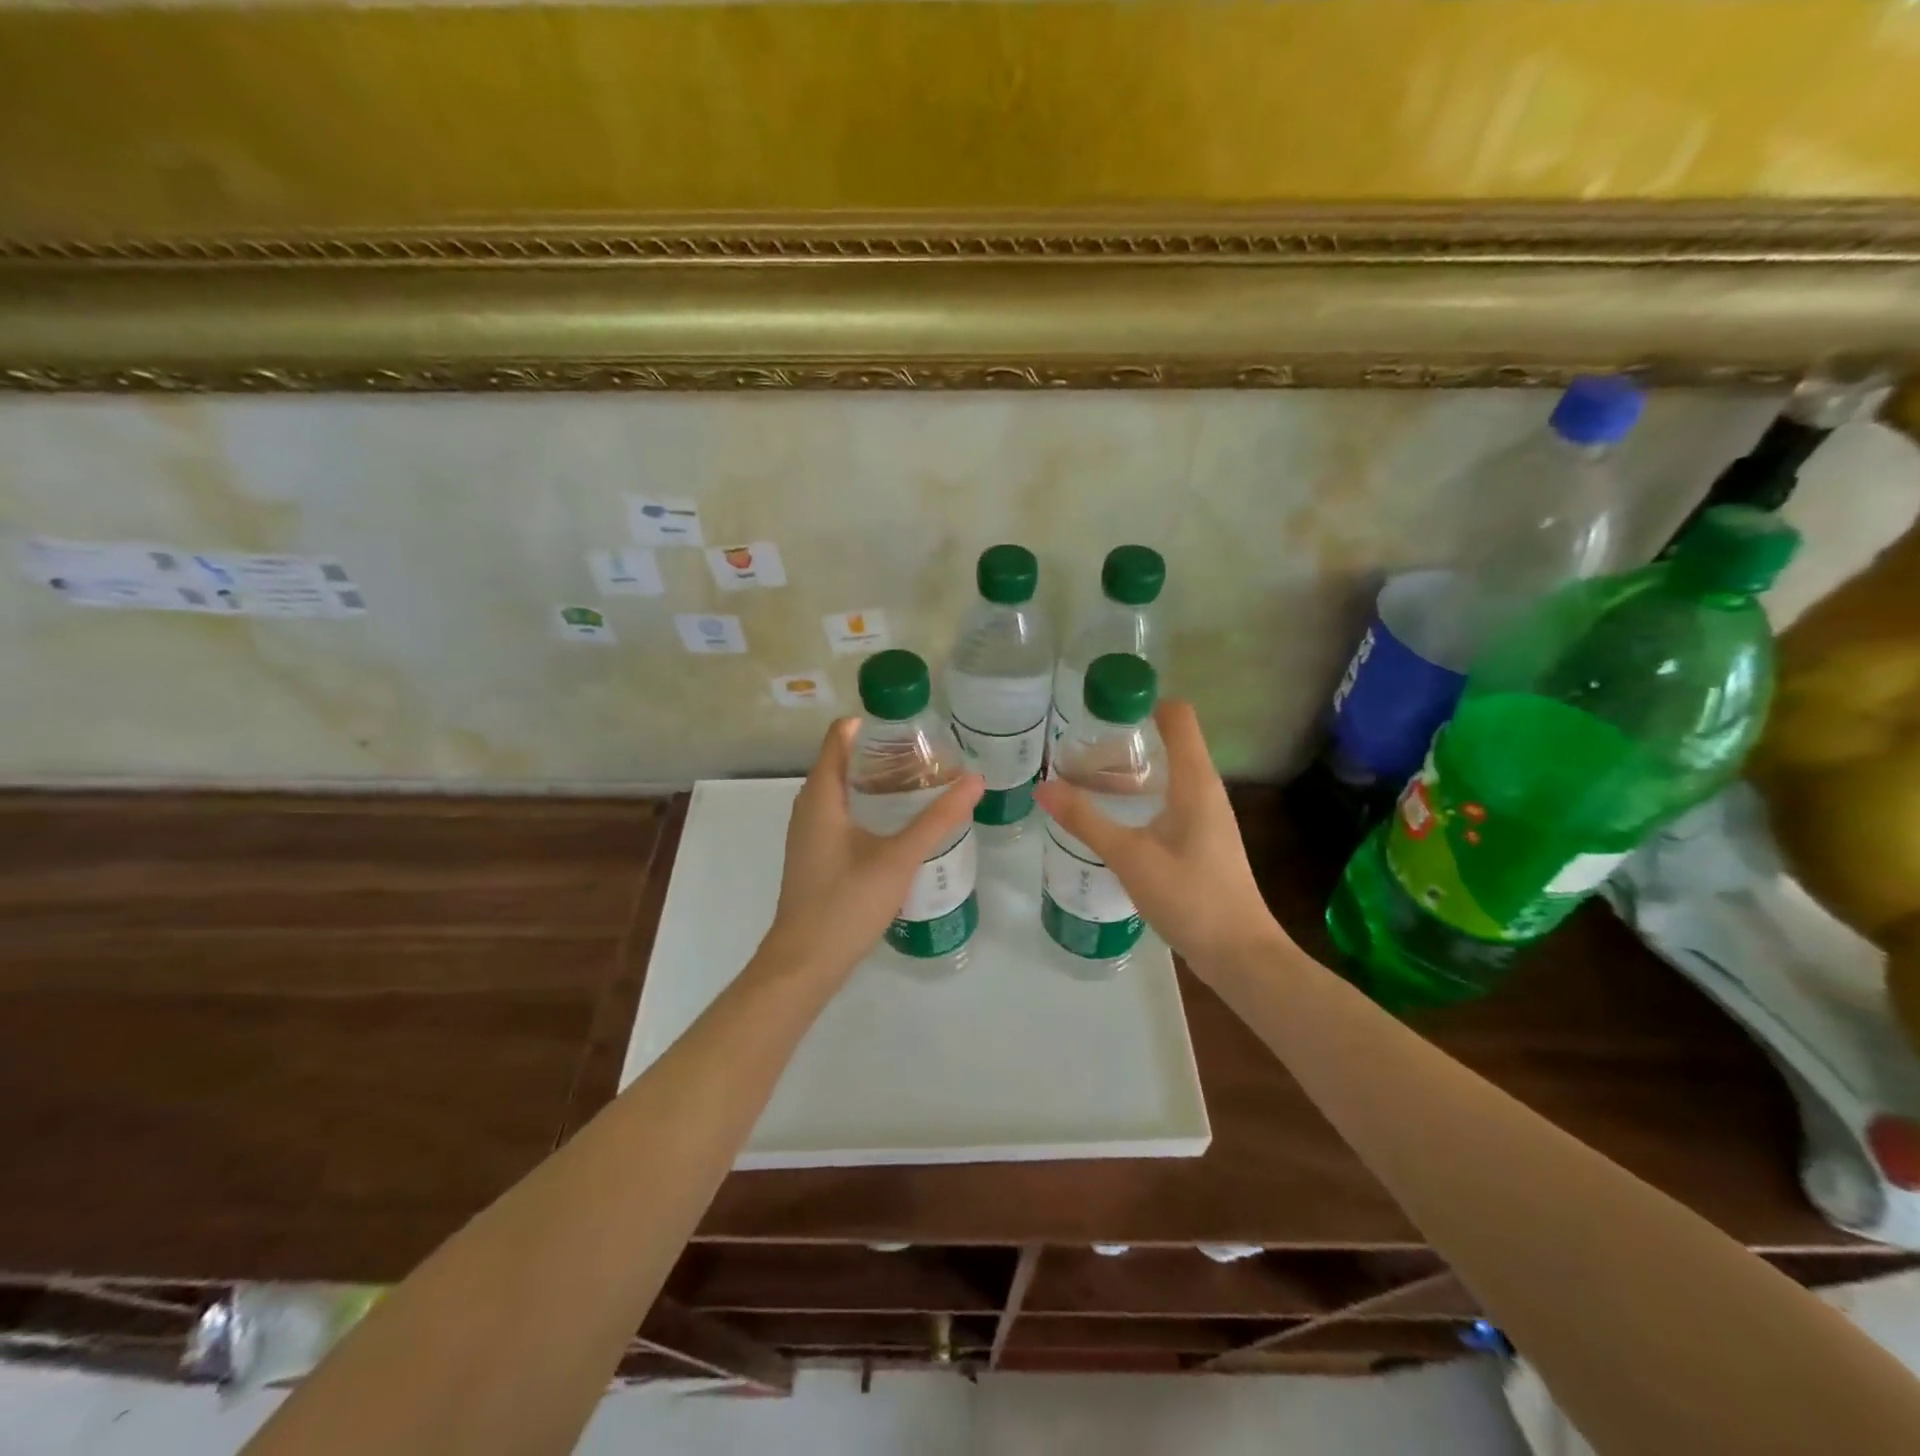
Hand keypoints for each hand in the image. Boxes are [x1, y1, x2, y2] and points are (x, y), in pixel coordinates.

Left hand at [760, 718, 984, 983]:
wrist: (805, 963)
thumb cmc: (846, 903)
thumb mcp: (899, 858)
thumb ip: (938, 818)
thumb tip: (975, 780)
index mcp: (821, 794)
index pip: (841, 735)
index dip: (875, 724)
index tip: (915, 728)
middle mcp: (810, 805)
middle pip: (845, 760)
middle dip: (886, 754)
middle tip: (932, 757)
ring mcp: (810, 832)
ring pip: (845, 791)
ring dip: (880, 783)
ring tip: (925, 785)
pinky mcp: (817, 854)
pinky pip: (843, 814)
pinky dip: (871, 807)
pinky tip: (902, 824)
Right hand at [1033, 700, 1284, 973]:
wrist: (1239, 954)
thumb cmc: (1191, 897)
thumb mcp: (1130, 856)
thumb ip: (1085, 820)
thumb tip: (1043, 787)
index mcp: (1195, 781)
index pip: (1178, 716)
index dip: (1143, 701)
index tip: (1101, 706)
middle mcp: (1204, 790)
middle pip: (1167, 742)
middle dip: (1124, 737)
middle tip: (1077, 743)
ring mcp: (1205, 817)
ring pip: (1164, 775)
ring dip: (1128, 770)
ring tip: (1083, 775)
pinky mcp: (1199, 841)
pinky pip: (1166, 802)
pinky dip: (1138, 797)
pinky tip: (1110, 816)